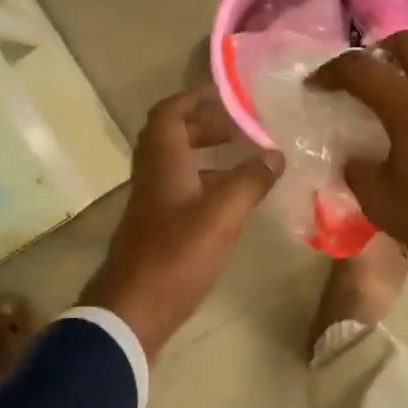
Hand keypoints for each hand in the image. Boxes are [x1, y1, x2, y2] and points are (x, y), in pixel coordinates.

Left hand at [79, 88, 283, 355]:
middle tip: (238, 132)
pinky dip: (203, 188)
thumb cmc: (176, 255)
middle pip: (171, 138)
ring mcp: (151, 206)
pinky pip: (179, 194)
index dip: (193, 99)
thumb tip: (275, 154)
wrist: (132, 311)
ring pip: (176, 168)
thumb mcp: (222, 215)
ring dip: (205, 159)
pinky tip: (229, 207)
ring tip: (243, 167)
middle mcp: (152, 177)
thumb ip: (250, 181)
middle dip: (203, 128)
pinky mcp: (155, 232)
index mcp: (163, 163)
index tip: (225, 97)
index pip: (169, 113)